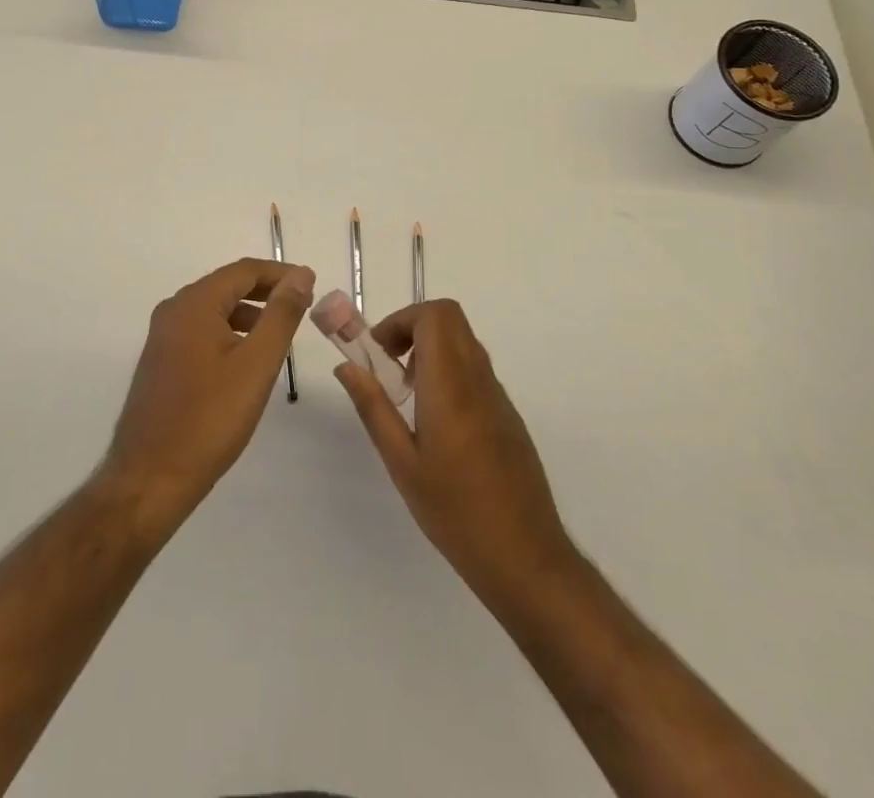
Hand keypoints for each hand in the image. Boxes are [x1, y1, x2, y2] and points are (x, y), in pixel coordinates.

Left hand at [99, 258, 313, 536]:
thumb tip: (301, 274)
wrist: (149, 479)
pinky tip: (247, 360)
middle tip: (302, 307)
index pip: (244, 271)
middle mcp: (173, 311)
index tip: (312, 285)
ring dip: (249, 314)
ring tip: (280, 335)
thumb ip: (281, 315)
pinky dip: (229, 333)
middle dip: (266, 293)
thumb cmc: (209, 419)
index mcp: (194, 304)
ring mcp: (163, 337)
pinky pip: (201, 331)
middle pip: (227, 286)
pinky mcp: (161, 362)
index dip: (281, 274)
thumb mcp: (257, 364)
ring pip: (214, 310)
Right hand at [334, 299, 575, 602]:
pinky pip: (475, 371)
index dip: (401, 320)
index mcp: (451, 385)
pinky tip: (435, 424)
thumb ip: (373, 408)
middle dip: (412, 328)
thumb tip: (347, 367)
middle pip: (450, 319)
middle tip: (388, 367)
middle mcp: (479, 379)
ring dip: (430, 350)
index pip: (435, 315)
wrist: (526, 559)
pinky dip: (448, 372)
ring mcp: (498, 396)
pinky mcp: (507, 415)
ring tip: (406, 397)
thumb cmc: (455, 512)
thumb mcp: (402, 462)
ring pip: (463, 343)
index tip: (378, 353)